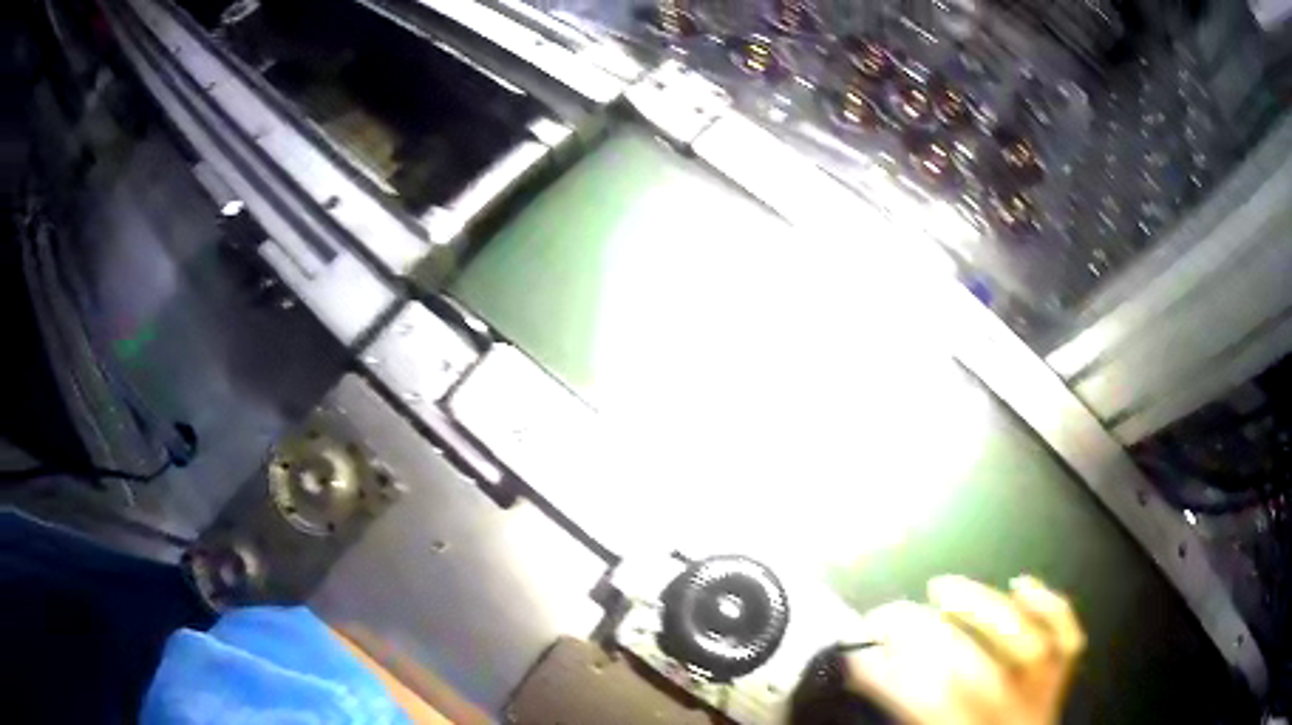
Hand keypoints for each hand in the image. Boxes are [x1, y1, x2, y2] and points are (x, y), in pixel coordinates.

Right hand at [843, 575, 1084, 724]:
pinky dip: (1049, 607)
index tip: (860, 655)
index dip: (892, 679)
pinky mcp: (1060, 683)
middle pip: (976, 673)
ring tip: (944, 587)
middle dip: (929, 637)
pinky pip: (1067, 642)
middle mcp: (1013, 719)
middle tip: (893, 614)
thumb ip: (909, 717)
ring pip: (1028, 645)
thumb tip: (871, 673)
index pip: (931, 707)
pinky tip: (1022, 584)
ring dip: (984, 609)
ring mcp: (1043, 699)